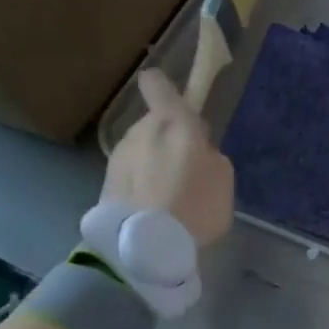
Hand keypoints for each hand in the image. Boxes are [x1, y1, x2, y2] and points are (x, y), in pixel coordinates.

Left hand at [103, 69, 234, 249]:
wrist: (146, 243)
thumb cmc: (195, 203)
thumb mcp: (223, 176)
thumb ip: (209, 154)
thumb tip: (196, 151)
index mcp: (172, 122)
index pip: (157, 85)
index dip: (165, 88)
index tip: (177, 102)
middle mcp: (138, 131)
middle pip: (155, 126)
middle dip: (169, 142)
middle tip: (188, 172)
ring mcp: (118, 157)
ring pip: (141, 152)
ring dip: (154, 166)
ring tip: (171, 198)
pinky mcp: (105, 183)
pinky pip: (131, 176)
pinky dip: (142, 187)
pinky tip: (155, 211)